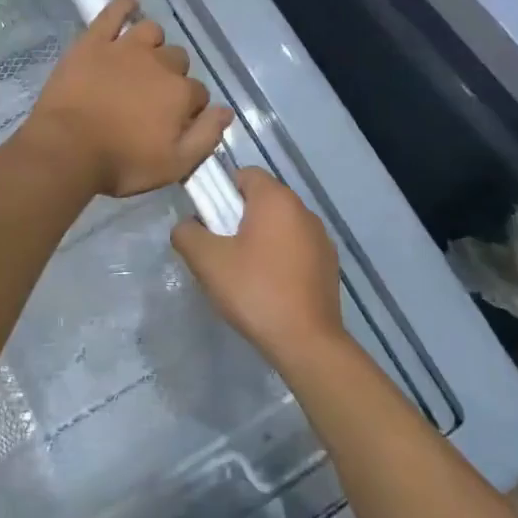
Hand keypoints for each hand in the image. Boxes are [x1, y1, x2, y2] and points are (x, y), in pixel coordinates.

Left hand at [18, 0, 232, 197]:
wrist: (66, 149)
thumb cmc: (121, 163)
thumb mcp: (174, 165)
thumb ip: (205, 137)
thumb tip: (226, 111)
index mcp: (180, 93)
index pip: (198, 93)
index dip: (189, 108)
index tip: (174, 122)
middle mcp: (158, 63)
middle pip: (178, 60)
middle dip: (172, 75)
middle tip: (152, 96)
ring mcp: (124, 48)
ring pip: (151, 32)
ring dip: (153, 44)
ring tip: (142, 59)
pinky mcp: (93, 42)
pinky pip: (112, 13)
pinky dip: (123, 6)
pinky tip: (130, 4)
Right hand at [172, 166, 343, 365]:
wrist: (307, 342)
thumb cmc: (255, 291)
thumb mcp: (207, 261)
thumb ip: (187, 234)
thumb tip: (186, 226)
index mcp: (276, 199)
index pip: (245, 174)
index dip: (222, 191)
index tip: (210, 221)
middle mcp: (303, 210)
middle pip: (263, 199)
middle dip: (240, 217)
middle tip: (222, 249)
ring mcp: (321, 238)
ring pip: (281, 225)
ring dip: (262, 238)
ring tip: (245, 272)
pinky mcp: (330, 264)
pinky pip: (297, 248)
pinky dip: (282, 257)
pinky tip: (270, 287)